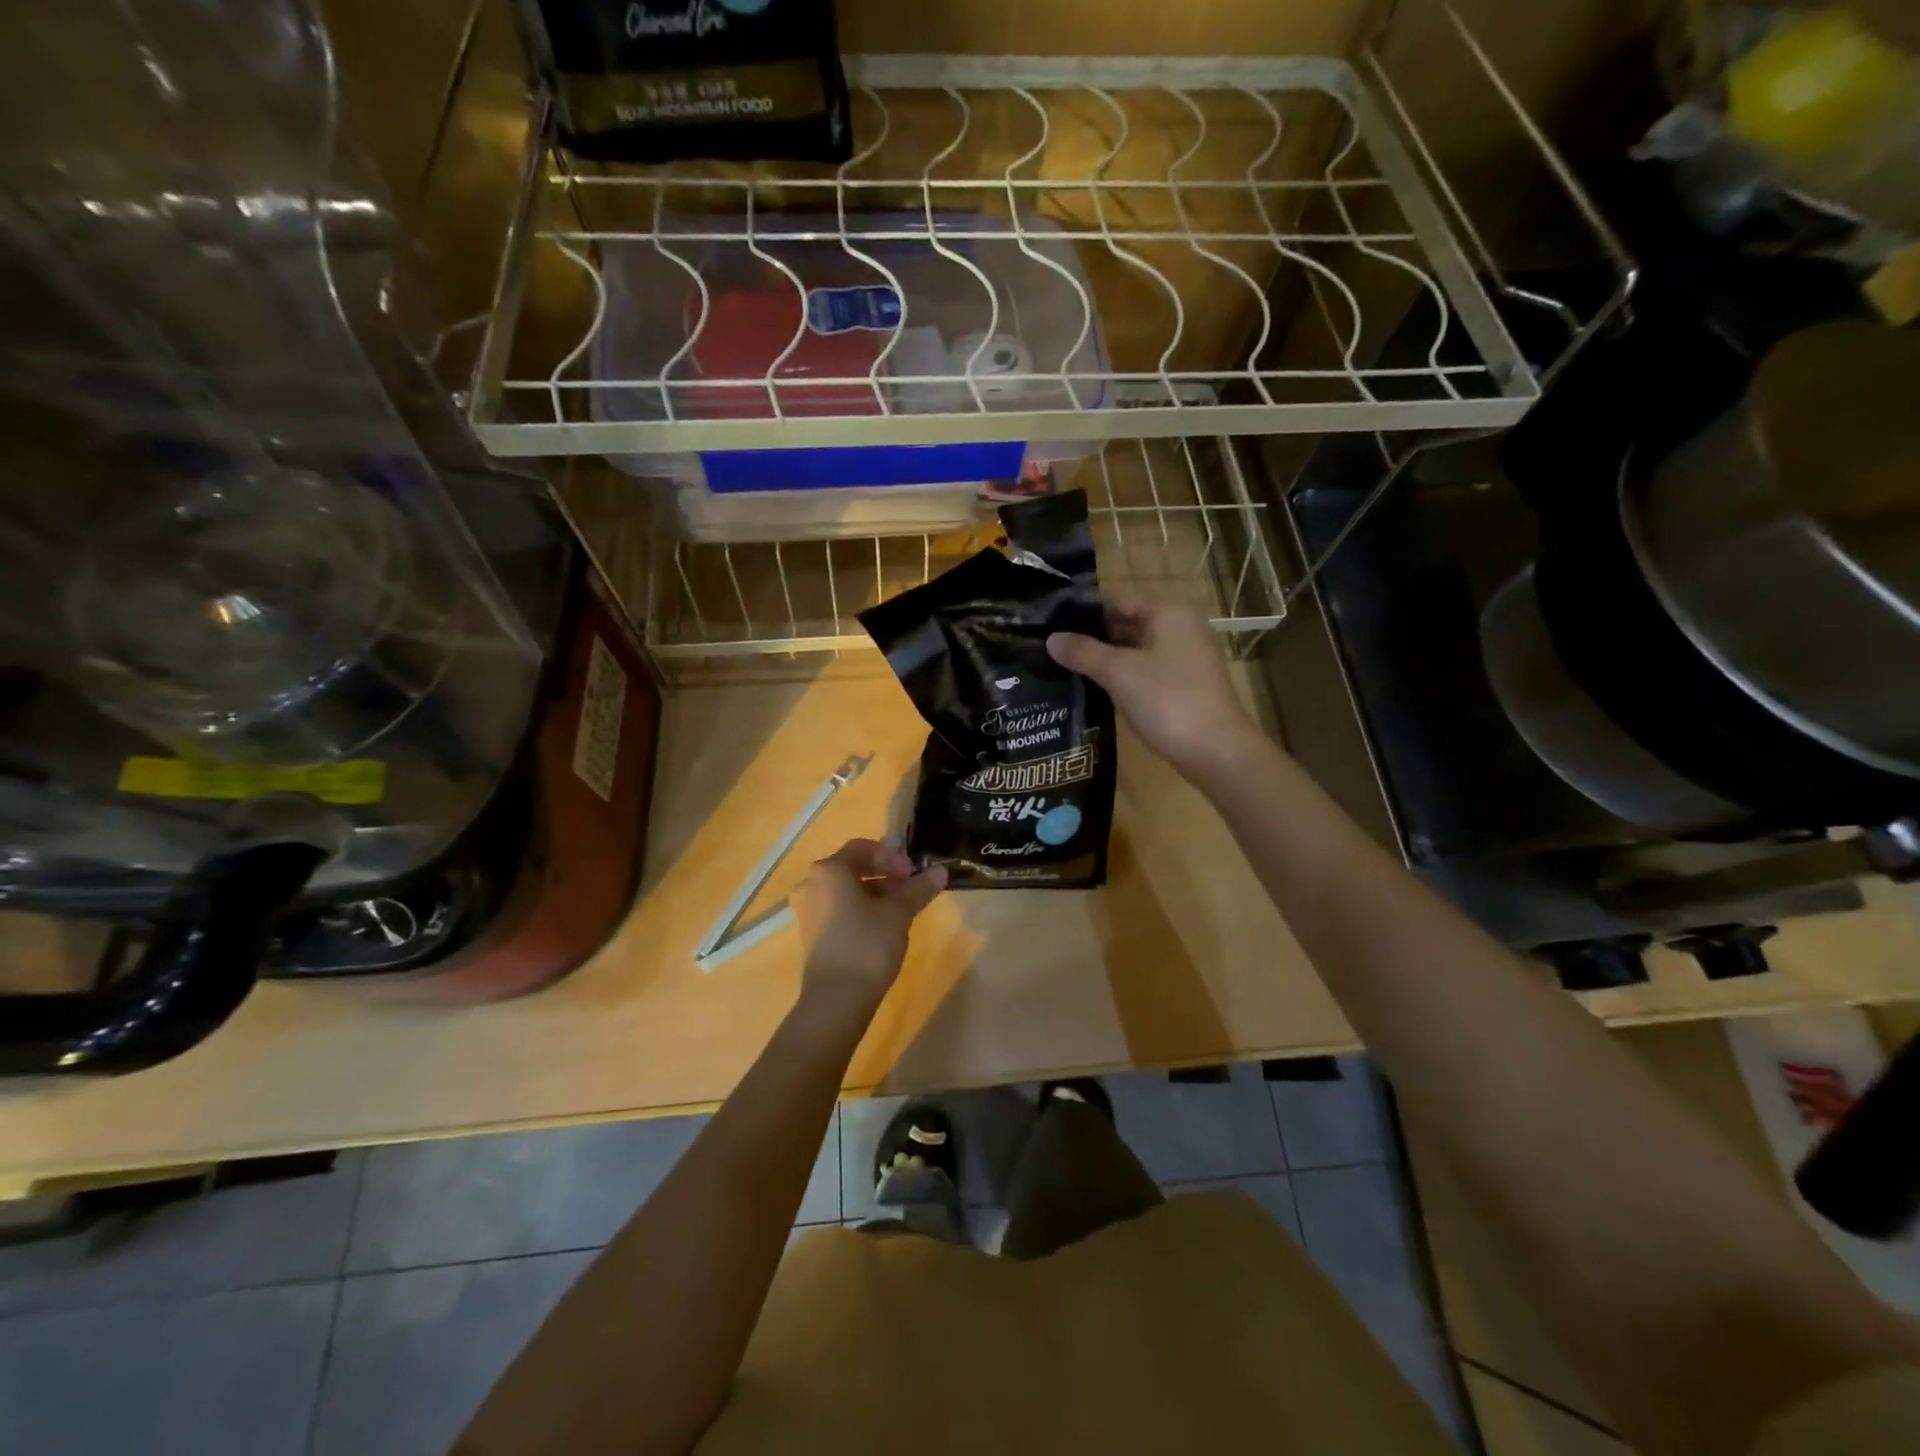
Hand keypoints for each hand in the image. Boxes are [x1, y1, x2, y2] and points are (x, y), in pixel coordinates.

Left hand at [792, 839, 946, 1014]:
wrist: (837, 999)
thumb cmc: (867, 944)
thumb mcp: (899, 913)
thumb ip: (918, 888)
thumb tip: (941, 871)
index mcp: (829, 870)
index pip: (863, 848)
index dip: (892, 857)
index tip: (913, 874)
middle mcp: (811, 884)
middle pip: (853, 868)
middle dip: (886, 875)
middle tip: (911, 890)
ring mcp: (807, 910)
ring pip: (846, 890)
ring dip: (875, 893)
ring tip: (901, 910)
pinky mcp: (811, 933)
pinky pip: (838, 909)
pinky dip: (861, 910)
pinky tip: (883, 927)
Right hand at [1047, 599, 1264, 781]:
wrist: (1216, 752)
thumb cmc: (1167, 700)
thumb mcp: (1119, 672)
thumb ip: (1083, 652)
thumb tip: (1051, 639)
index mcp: (1170, 615)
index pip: (1119, 603)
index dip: (1085, 613)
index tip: (1052, 626)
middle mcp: (1183, 631)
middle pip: (1129, 626)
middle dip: (1094, 640)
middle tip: (1054, 651)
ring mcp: (1188, 662)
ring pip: (1137, 654)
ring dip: (1107, 663)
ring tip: (1066, 671)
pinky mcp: (1187, 689)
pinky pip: (1148, 676)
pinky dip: (1124, 681)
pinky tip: (1098, 693)